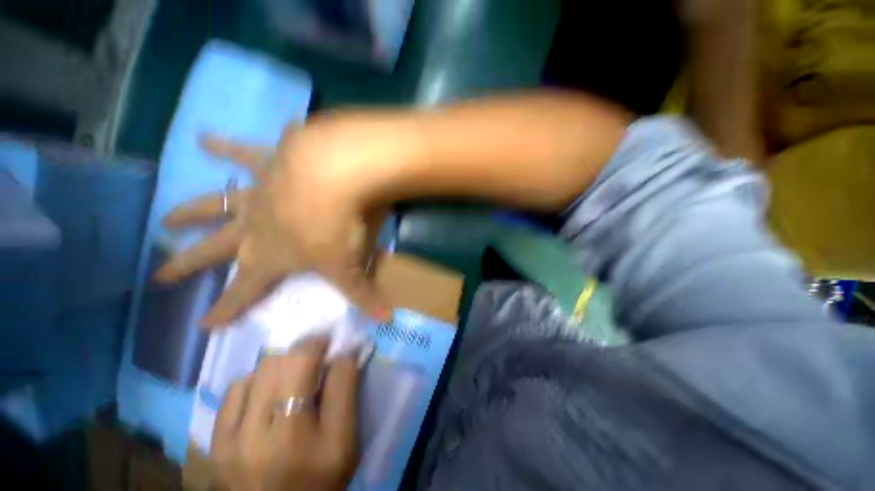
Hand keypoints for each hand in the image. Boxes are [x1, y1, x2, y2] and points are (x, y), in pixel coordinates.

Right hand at [153, 113, 407, 326]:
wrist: (330, 178)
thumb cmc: (337, 228)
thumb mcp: (351, 266)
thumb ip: (366, 294)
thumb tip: (386, 318)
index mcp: (272, 256)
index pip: (244, 290)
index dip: (226, 309)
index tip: (204, 324)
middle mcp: (255, 227)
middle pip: (214, 250)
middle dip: (187, 264)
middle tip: (159, 273)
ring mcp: (258, 194)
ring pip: (215, 204)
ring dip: (190, 211)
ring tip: (165, 218)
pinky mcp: (269, 162)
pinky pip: (242, 152)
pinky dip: (223, 145)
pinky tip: (203, 136)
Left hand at [213, 339, 359, 490]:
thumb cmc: (320, 479)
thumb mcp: (345, 441)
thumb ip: (346, 392)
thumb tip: (345, 353)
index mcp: (306, 438)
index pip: (320, 371)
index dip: (326, 345)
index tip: (333, 340)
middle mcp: (264, 435)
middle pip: (284, 364)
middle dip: (304, 350)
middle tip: (316, 354)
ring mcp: (233, 438)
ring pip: (260, 371)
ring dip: (282, 364)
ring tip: (292, 374)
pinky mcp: (216, 441)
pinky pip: (235, 389)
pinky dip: (256, 380)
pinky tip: (266, 391)